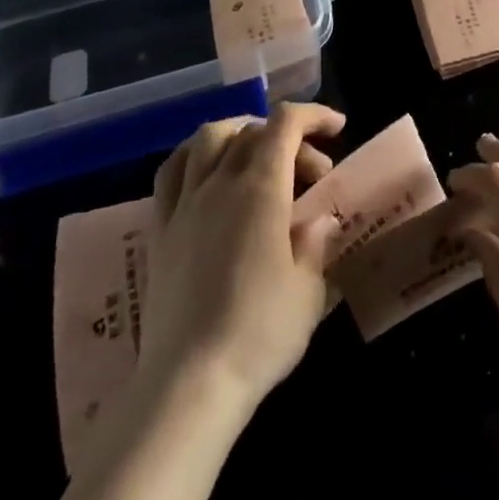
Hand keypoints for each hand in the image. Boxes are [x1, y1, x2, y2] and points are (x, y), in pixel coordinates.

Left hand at [138, 103, 345, 416]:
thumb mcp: (309, 290)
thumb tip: (318, 218)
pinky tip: (208, 174)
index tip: (338, 128)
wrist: (189, 385)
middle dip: (290, 139)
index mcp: (261, 187)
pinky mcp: (160, 229)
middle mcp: (220, 181)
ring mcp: (185, 203)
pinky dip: (196, 156)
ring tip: (259, 156)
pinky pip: (173, 170)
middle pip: (254, 130)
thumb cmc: (259, 333)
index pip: (286, 123)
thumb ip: (315, 242)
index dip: (314, 115)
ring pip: (209, 137)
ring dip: (240, 133)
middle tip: (312, 174)